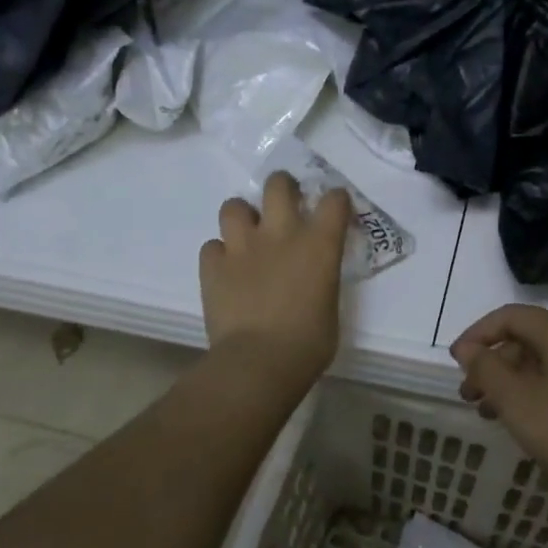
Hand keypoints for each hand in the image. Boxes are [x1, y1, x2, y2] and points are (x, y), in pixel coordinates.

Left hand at [200, 172, 351, 387]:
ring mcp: (242, 247)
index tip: (334, 210)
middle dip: (283, 187)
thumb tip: (314, 279)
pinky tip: (227, 270)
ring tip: (248, 234)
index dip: (336, 200)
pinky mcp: (212, 266)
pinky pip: (212, 247)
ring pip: (234, 206)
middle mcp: (281, 234)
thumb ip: (322, 280)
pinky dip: (220, 254)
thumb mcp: (330, 306)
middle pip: (278, 185)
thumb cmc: (309, 343)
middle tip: (285, 203)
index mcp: (319, 245)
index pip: (335, 200)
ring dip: (242, 217)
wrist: (258, 362)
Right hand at [450, 305, 547, 517]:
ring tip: (487, 412)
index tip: (455, 362)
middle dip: (492, 363)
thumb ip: (487, 369)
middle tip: (468, 395)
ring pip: (542, 361)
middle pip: (526, 338)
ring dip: (510, 381)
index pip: (510, 316)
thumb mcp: (518, 402)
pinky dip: (533, 391)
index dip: (477, 334)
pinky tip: (521, 420)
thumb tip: (466, 347)